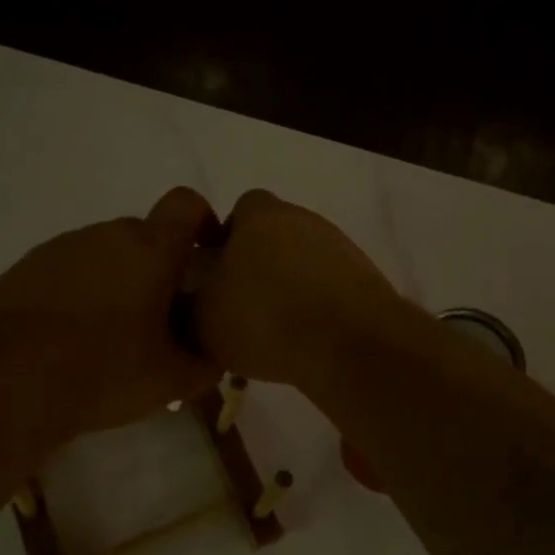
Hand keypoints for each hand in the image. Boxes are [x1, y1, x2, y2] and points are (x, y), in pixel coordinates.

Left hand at [0, 188, 221, 438]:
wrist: (11, 383)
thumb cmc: (105, 371)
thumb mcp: (171, 381)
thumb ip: (204, 365)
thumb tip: (212, 360)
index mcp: (149, 249)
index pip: (186, 205)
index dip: (203, 222)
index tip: (206, 257)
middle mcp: (104, 235)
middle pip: (143, 235)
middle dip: (156, 268)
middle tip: (159, 317)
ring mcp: (59, 249)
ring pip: (101, 254)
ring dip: (114, 282)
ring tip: (109, 335)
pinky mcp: (22, 270)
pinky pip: (64, 272)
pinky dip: (76, 294)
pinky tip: (68, 339)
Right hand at [193, 189, 402, 386]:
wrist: (350, 345)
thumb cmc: (265, 319)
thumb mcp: (202, 319)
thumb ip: (188, 301)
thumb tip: (190, 296)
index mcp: (260, 216)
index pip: (239, 210)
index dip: (225, 240)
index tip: (216, 278)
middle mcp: (303, 220)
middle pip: (273, 236)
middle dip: (257, 265)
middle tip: (242, 306)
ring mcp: (340, 247)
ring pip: (303, 261)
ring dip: (289, 286)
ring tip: (275, 330)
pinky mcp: (366, 278)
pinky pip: (329, 286)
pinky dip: (316, 306)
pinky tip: (307, 338)